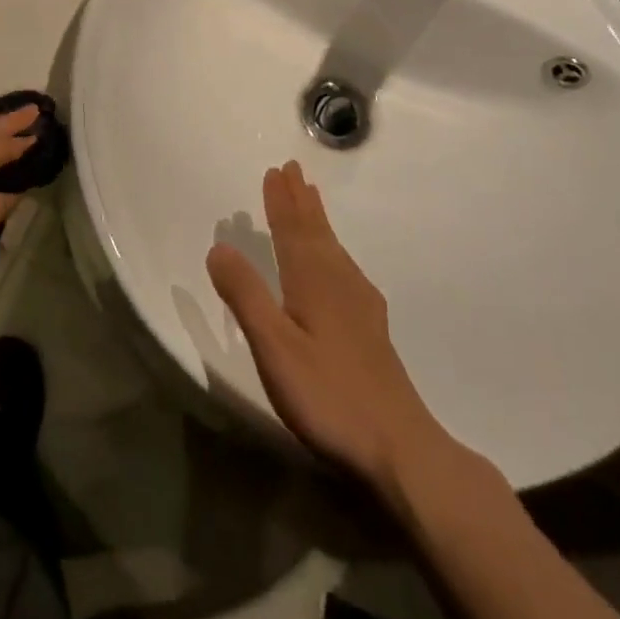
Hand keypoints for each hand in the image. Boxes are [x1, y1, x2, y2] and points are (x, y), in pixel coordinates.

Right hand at [207, 162, 448, 491]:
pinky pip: (345, 268)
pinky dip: (333, 250)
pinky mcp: (371, 329)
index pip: (291, 231)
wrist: (401, 449)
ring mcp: (360, 306)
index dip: (280, 201)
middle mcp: (338, 283)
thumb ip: (245, 295)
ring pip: (333, 248)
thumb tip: (218, 246)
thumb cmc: (329, 396)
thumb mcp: (274, 347)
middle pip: (315, 232)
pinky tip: (338, 263)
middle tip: (293, 169)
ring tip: (311, 199)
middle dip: (301, 201)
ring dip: (318, 220)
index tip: (274, 171)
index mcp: (312, 281)